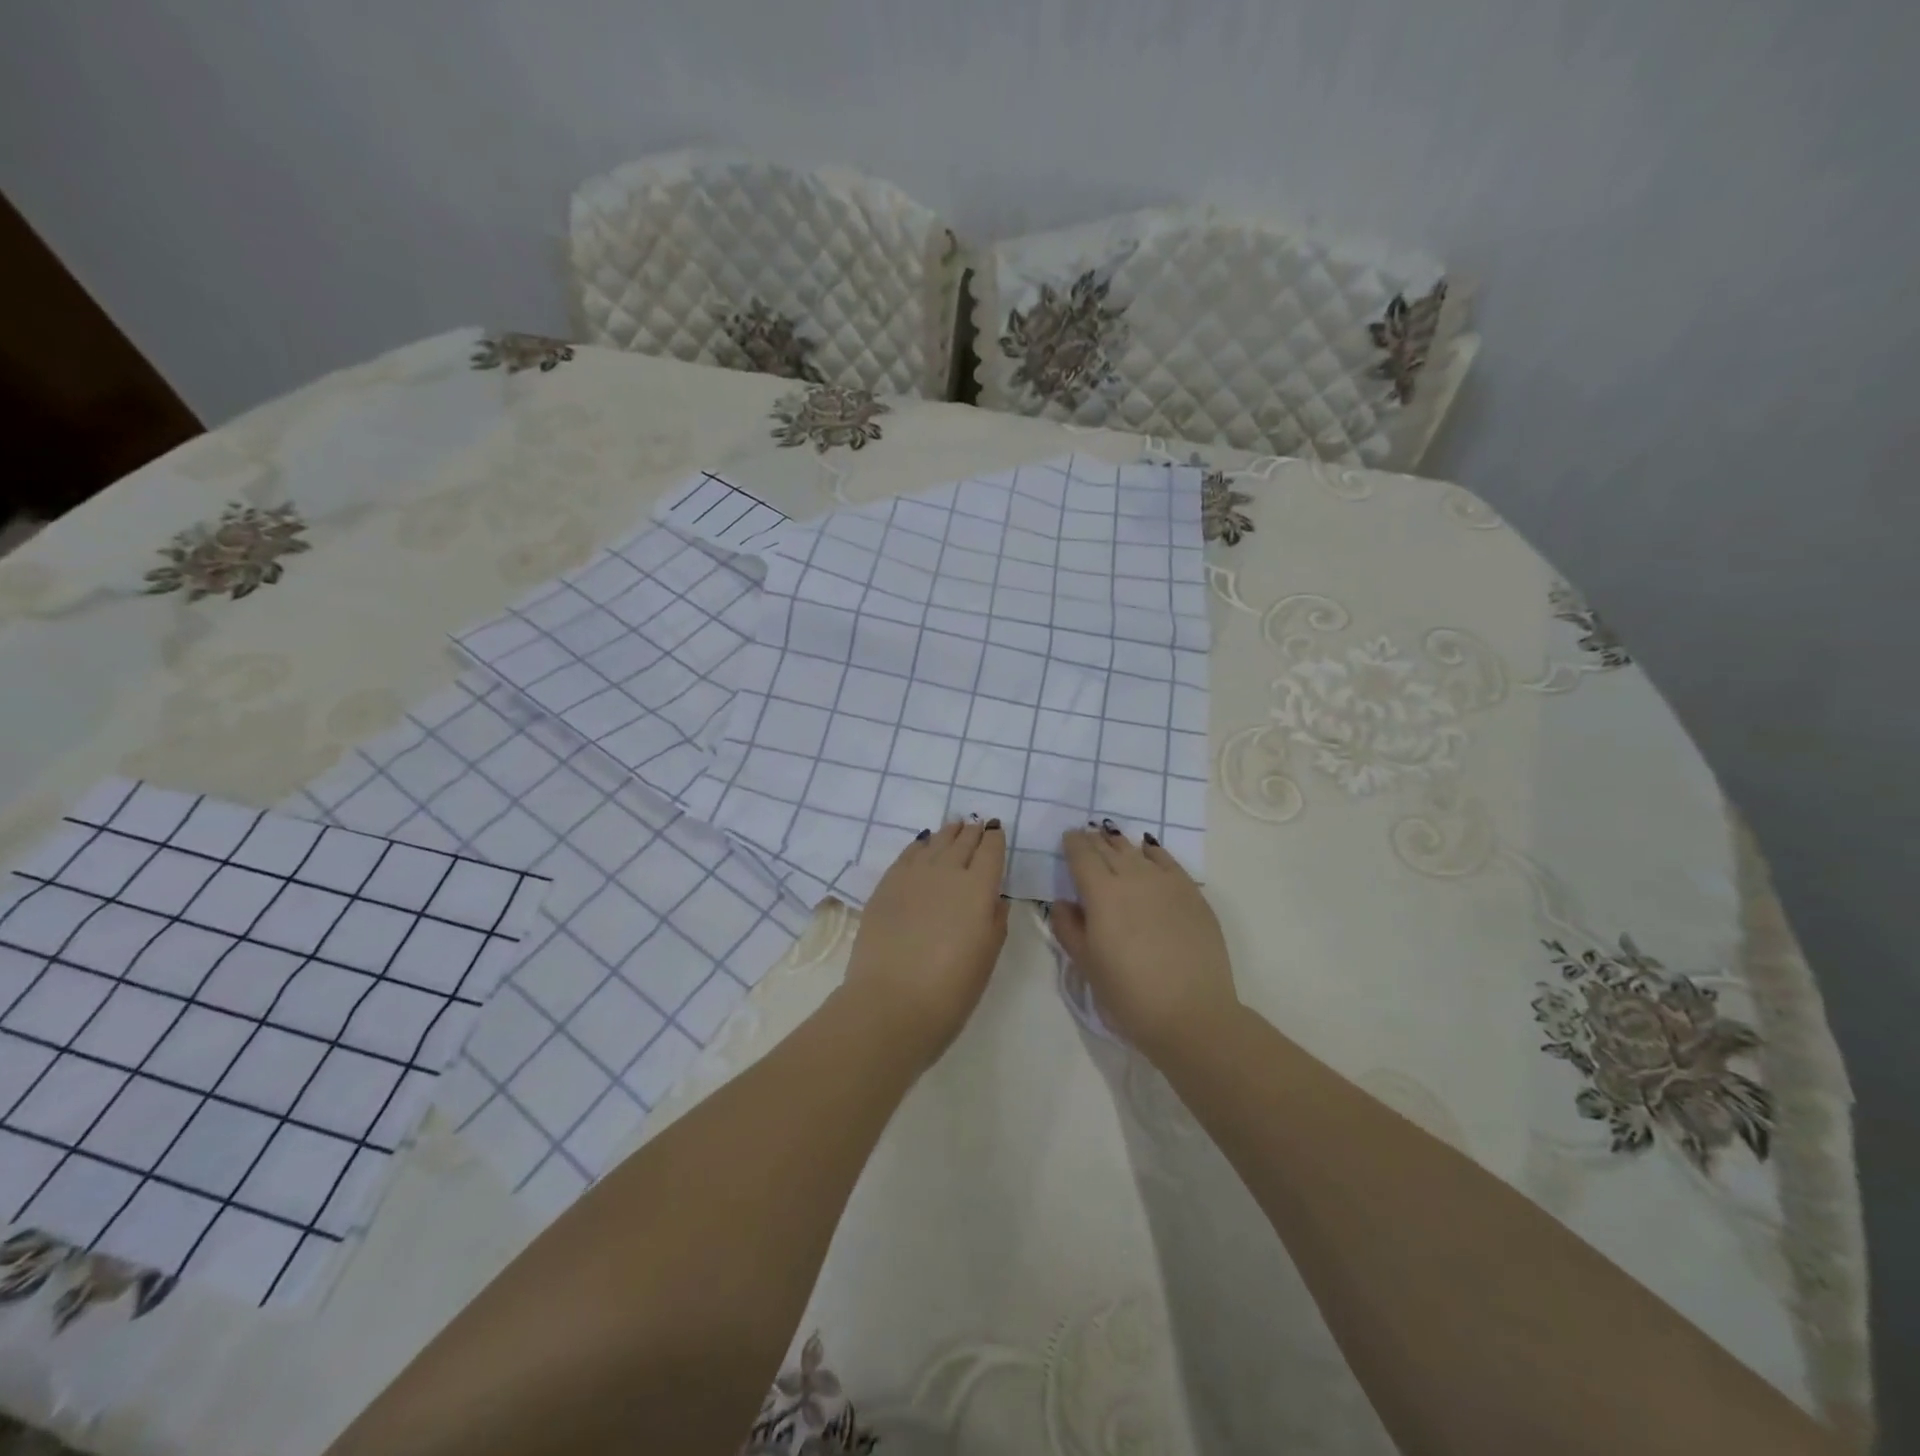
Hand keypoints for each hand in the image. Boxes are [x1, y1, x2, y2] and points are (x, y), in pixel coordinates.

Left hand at [842, 819, 1009, 1064]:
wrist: (892, 1001)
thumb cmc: (951, 987)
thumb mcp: (988, 956)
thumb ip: (995, 920)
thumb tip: (993, 898)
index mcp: (979, 887)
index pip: (991, 851)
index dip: (995, 838)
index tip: (997, 830)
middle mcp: (947, 871)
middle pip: (962, 842)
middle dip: (972, 832)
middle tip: (976, 824)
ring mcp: (913, 875)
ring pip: (935, 843)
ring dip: (947, 833)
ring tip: (953, 827)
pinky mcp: (886, 885)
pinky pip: (907, 854)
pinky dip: (919, 845)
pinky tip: (922, 844)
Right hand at [1052, 824, 1238, 1062]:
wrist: (1192, 1014)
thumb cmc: (1129, 995)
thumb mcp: (1087, 965)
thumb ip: (1068, 928)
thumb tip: (1062, 902)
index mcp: (1102, 893)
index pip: (1082, 856)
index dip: (1073, 844)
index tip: (1068, 838)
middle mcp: (1133, 878)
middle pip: (1109, 848)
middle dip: (1095, 841)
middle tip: (1087, 837)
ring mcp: (1166, 883)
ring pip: (1137, 851)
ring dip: (1121, 845)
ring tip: (1113, 842)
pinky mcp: (1192, 894)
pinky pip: (1168, 861)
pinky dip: (1153, 852)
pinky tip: (1148, 852)